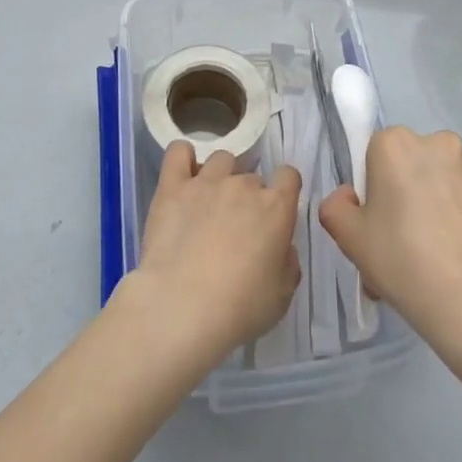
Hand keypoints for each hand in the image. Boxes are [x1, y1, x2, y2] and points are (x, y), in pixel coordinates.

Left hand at [130, 144, 302, 362]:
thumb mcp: (281, 297)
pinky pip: (179, 152)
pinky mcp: (172, 186)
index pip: (289, 176)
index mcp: (276, 208)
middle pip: (251, 177)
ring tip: (208, 205)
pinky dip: (183, 158)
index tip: (274, 213)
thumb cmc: (239, 309)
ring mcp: (207, 181)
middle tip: (235, 229)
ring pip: (221, 160)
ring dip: (220, 177)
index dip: (283, 191)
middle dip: (247, 198)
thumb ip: (288, 263)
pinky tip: (183, 176)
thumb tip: (282, 247)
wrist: (181, 308)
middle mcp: (244, 186)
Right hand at [319, 127, 461, 358]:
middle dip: (406, 192)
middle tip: (402, 241)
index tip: (377, 222)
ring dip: (438, 203)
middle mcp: (440, 143)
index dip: (373, 188)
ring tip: (436, 256)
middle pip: (412, 164)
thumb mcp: (349, 239)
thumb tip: (350, 198)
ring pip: (445, 181)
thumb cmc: (404, 262)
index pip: (375, 153)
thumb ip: (335, 207)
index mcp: (397, 143)